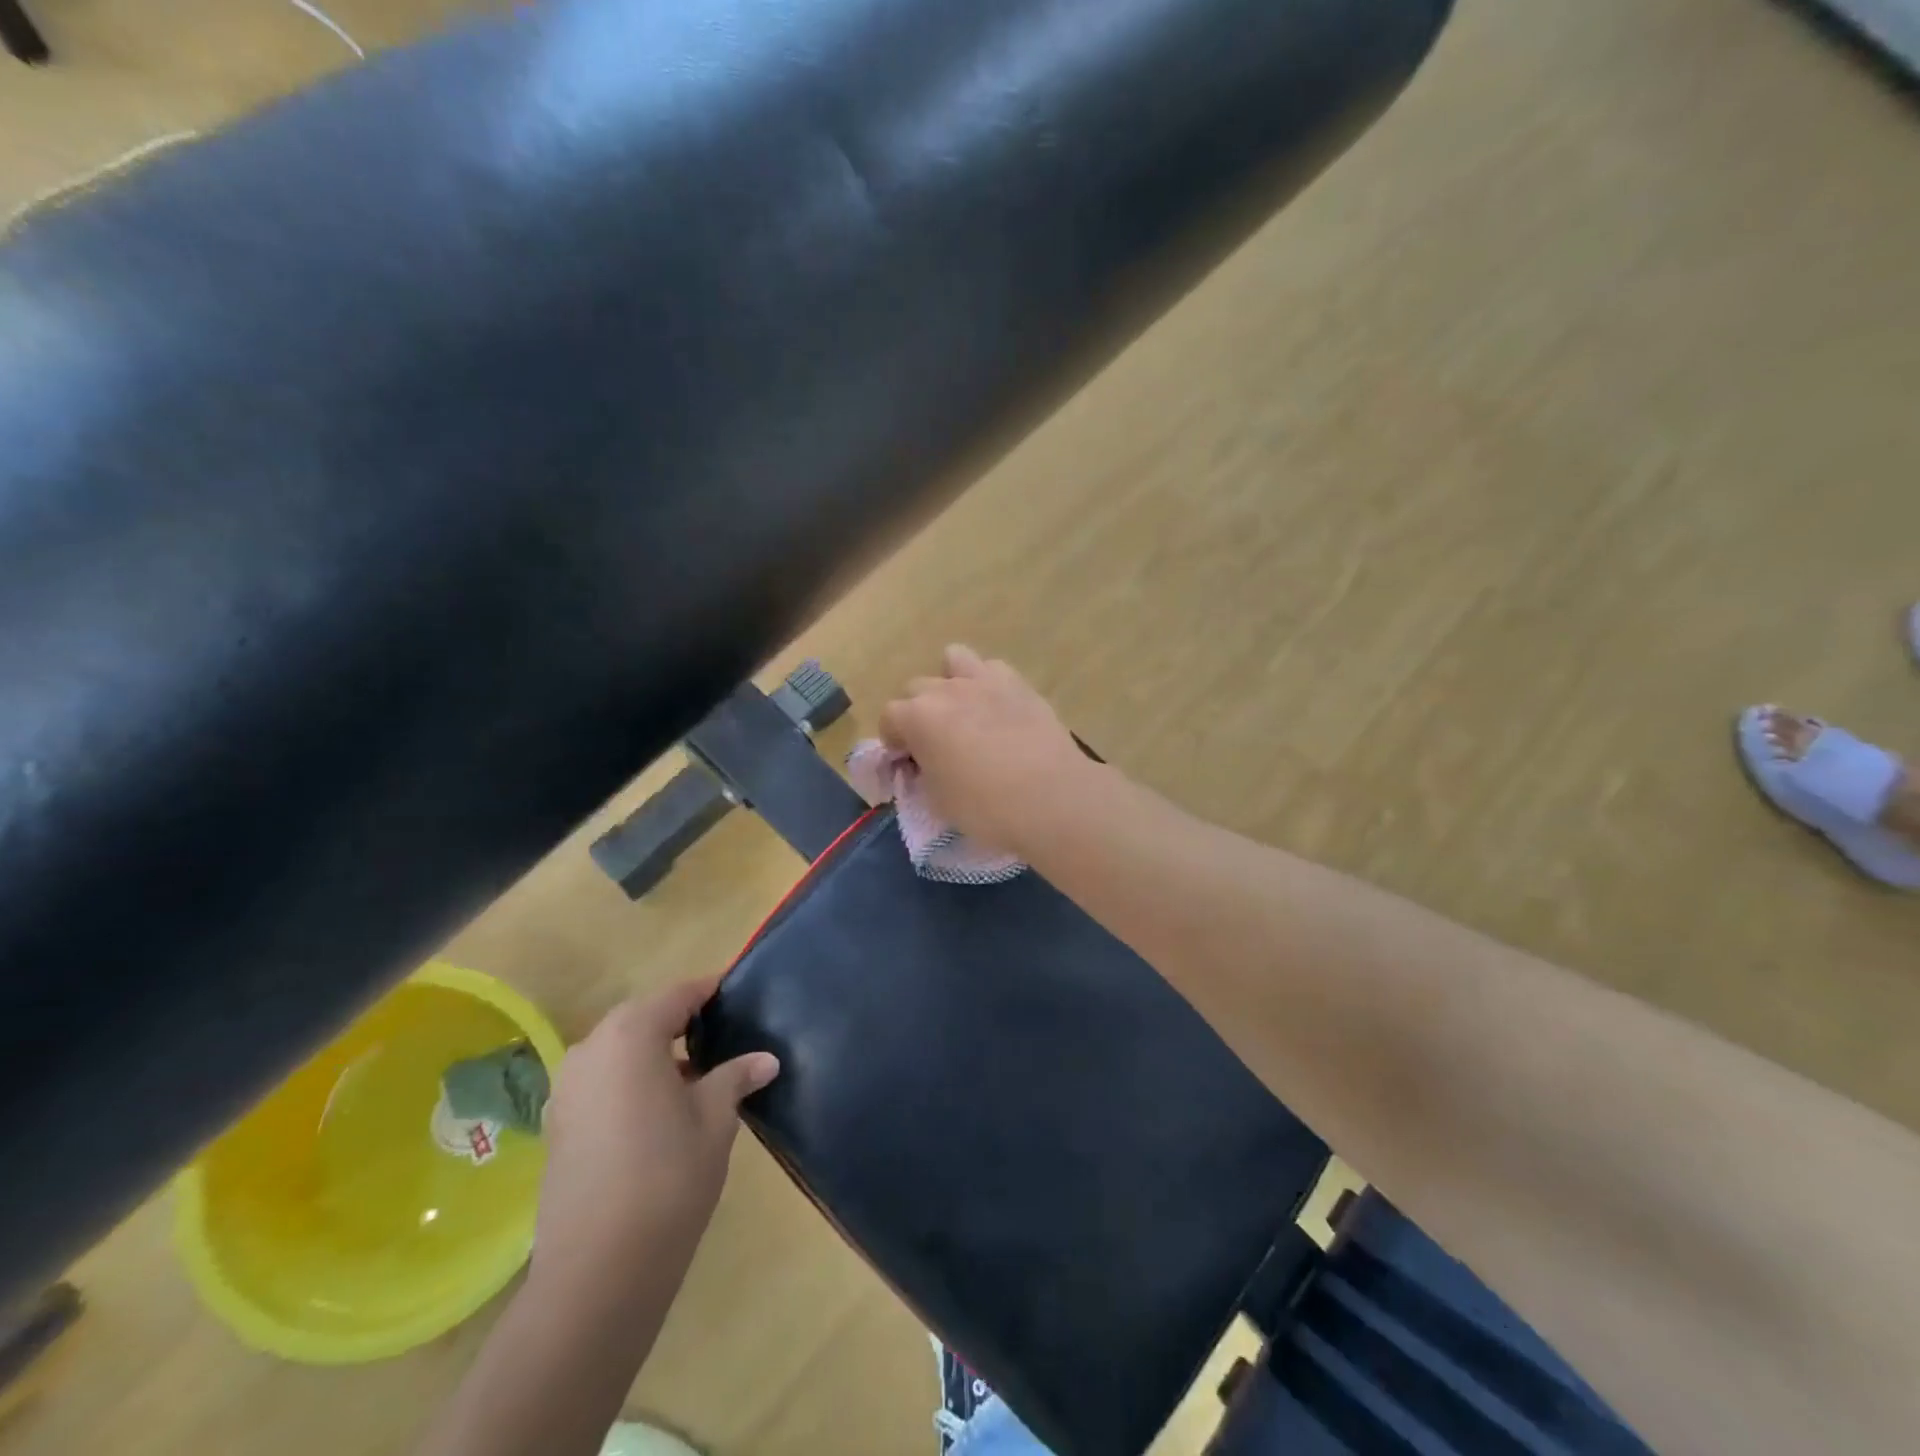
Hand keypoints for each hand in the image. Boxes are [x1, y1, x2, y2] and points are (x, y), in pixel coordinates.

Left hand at [531, 978, 778, 1297]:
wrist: (598, 1271)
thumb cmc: (669, 1177)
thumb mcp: (716, 1119)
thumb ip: (736, 1077)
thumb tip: (766, 1059)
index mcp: (631, 1034)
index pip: (678, 994)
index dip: (710, 992)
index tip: (737, 996)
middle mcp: (592, 1048)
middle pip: (644, 1017)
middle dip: (681, 1022)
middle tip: (721, 1038)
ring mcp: (567, 1087)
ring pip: (620, 1050)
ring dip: (654, 1053)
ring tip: (695, 1078)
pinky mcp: (557, 1124)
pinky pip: (601, 1081)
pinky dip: (630, 1081)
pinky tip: (658, 1112)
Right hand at [878, 644, 1099, 858]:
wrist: (1051, 797)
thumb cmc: (986, 808)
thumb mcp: (939, 801)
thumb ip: (924, 773)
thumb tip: (927, 764)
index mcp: (918, 718)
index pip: (889, 717)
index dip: (893, 740)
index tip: (906, 761)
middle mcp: (946, 690)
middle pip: (917, 687)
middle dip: (919, 712)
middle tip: (935, 742)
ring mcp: (985, 681)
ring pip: (954, 659)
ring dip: (951, 682)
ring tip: (964, 711)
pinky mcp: (1020, 684)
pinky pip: (993, 669)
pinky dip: (989, 684)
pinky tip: (998, 709)